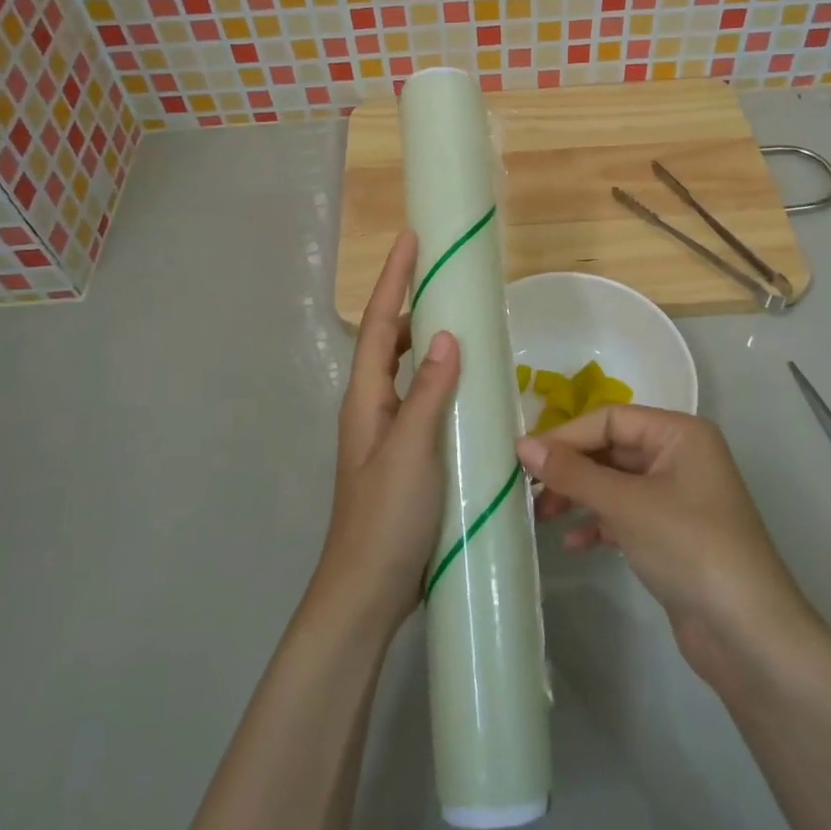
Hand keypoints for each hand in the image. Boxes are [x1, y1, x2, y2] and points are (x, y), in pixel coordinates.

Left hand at [315, 231, 460, 636]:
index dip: (394, 279)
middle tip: (441, 272)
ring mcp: (386, 431)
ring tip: (456, 314)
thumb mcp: (410, 452)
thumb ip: (426, 393)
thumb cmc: (386, 519)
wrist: (368, 592)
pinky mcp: (405, 453)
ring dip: (422, 337)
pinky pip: (420, 397)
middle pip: (386, 340)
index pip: (378, 324)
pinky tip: (465, 383)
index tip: (411, 238)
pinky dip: (437, 376)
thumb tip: (446, 335)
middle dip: (407, 300)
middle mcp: (371, 406)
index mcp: (365, 398)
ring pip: (403, 368)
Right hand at [517, 406, 816, 680]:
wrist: (749, 636)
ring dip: (578, 496)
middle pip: (611, 449)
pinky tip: (572, 542)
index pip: (610, 419)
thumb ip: (573, 472)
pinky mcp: (672, 534)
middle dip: (570, 468)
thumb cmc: (691, 548)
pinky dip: (598, 523)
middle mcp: (679, 456)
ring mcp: (677, 497)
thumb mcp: (626, 504)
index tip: (522, 456)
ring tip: (541, 517)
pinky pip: (625, 514)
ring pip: (614, 483)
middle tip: (527, 489)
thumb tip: (523, 445)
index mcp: (679, 433)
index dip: (565, 435)